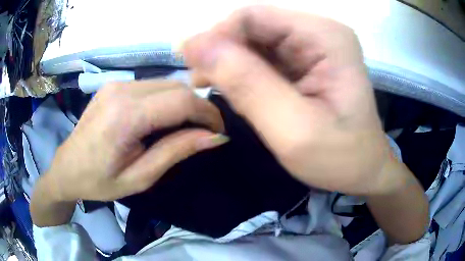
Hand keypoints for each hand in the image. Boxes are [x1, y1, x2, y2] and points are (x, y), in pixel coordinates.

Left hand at [42, 80, 225, 201]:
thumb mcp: (140, 177)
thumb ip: (176, 151)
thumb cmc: (99, 182)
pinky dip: (166, 99)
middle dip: (198, 106)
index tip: (219, 130)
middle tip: (206, 131)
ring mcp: (116, 84)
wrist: (66, 168)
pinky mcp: (114, 85)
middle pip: (177, 86)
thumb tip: (215, 137)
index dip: (208, 113)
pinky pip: (151, 86)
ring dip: (183, 102)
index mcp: (125, 116)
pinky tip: (163, 118)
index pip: (181, 100)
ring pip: (166, 83)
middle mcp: (122, 90)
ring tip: (186, 127)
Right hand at [183, 6, 403, 194]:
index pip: (254, 16)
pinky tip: (234, 90)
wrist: (363, 170)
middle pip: (253, 26)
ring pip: (254, 40)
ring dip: (229, 62)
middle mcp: (319, 32)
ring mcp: (313, 45)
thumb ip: (246, 83)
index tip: (195, 70)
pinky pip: (263, 55)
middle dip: (222, 51)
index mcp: (326, 37)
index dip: (217, 36)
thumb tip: (193, 44)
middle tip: (202, 84)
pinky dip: (242, 70)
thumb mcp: (293, 129)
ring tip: (212, 88)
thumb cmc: (340, 158)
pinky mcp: (306, 61)